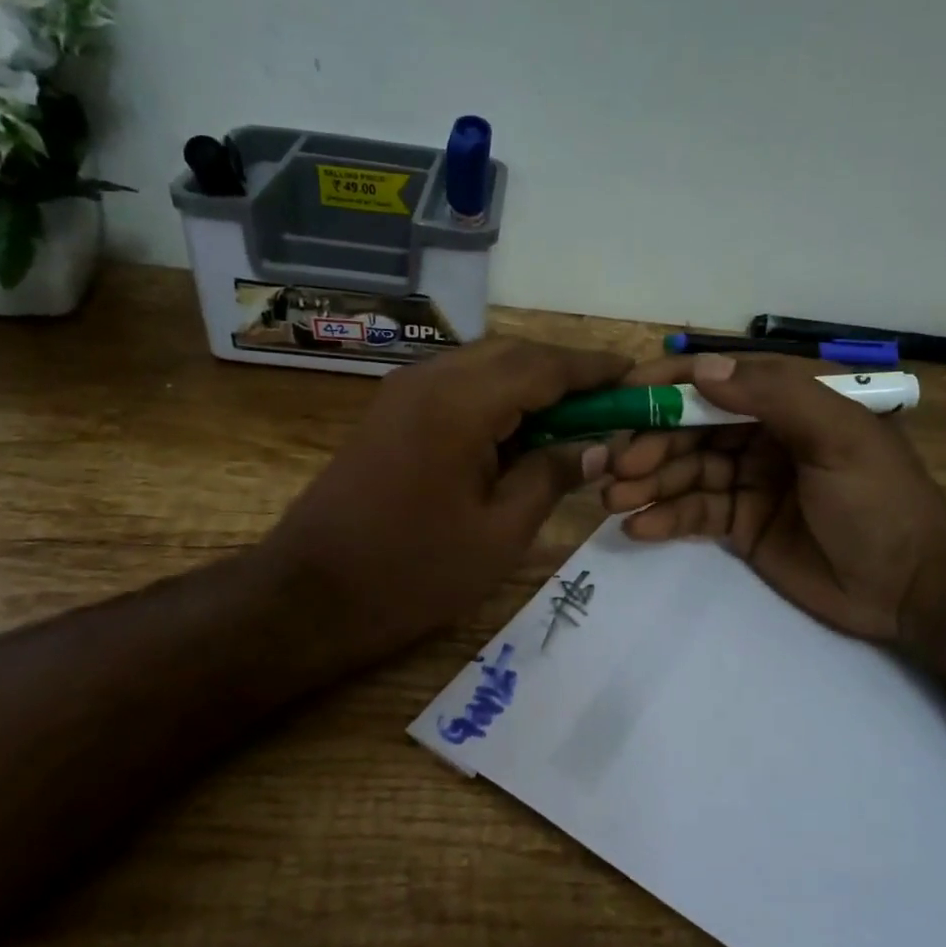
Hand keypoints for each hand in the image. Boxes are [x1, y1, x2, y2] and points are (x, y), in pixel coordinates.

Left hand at [260, 337, 628, 671]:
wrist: (311, 593)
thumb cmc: (412, 572)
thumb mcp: (499, 533)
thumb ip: (550, 476)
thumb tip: (596, 447)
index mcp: (460, 404)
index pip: (543, 367)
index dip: (593, 369)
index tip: (634, 374)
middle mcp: (430, 379)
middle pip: (513, 353)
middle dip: (565, 370)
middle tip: (609, 397)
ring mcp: (405, 391)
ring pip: (484, 364)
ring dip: (531, 380)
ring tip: (574, 412)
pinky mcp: (392, 410)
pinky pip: (458, 384)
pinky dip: (498, 394)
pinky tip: (521, 427)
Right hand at [601, 354, 945, 640]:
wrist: (910, 587)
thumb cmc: (880, 500)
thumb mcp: (839, 436)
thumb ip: (775, 396)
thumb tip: (702, 370)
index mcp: (789, 401)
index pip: (719, 379)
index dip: (669, 384)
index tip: (622, 395)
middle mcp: (762, 435)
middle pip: (691, 428)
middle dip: (649, 443)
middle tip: (613, 466)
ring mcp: (748, 480)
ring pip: (685, 471)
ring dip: (647, 482)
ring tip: (613, 500)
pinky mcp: (740, 524)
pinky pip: (694, 513)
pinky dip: (664, 518)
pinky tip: (638, 528)